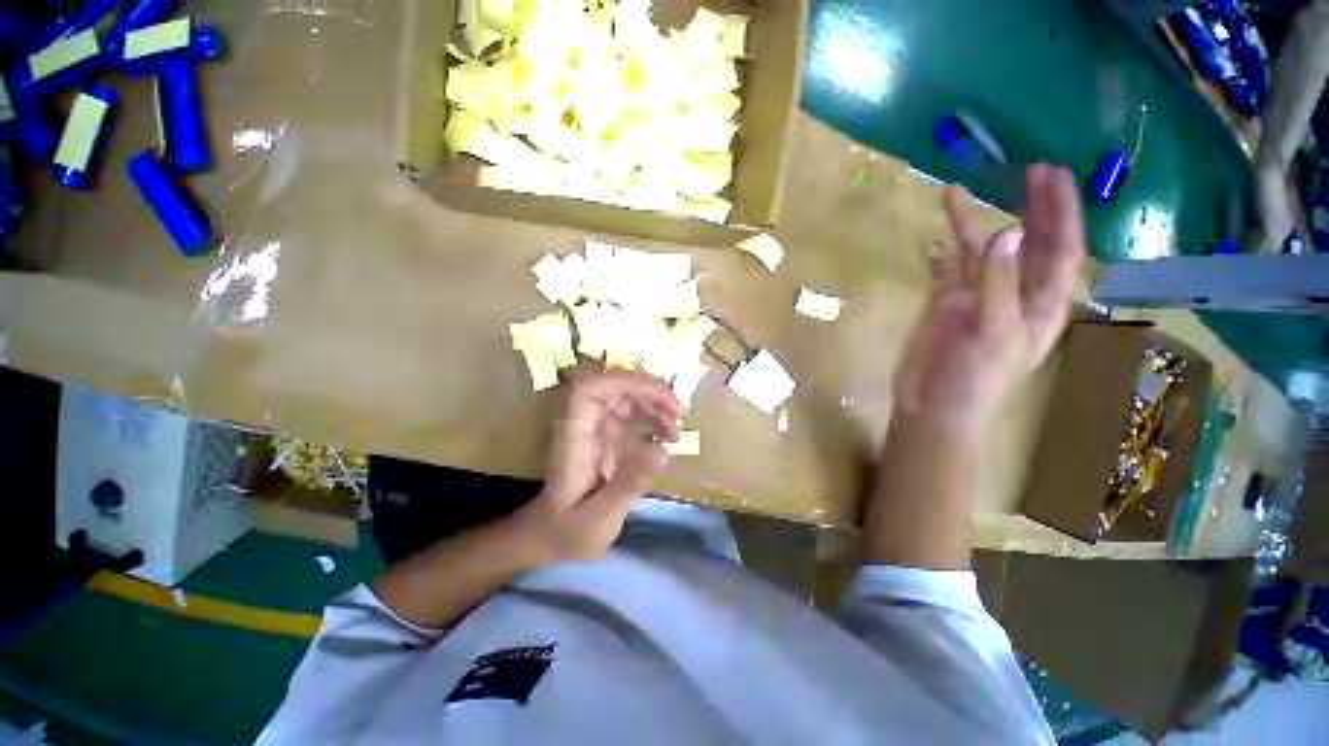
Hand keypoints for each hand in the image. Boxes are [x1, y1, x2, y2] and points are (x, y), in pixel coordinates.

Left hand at [514, 369, 681, 564]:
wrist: (551, 538)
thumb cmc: (568, 531)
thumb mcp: (599, 516)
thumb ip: (628, 484)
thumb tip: (664, 452)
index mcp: (576, 435)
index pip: (591, 389)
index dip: (624, 382)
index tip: (658, 396)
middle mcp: (586, 424)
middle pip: (616, 388)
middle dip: (650, 394)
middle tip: (679, 414)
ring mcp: (597, 428)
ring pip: (628, 399)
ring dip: (656, 406)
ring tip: (677, 430)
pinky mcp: (608, 438)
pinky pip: (632, 417)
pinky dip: (653, 420)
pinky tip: (668, 437)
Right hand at [894, 163, 1085, 438]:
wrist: (932, 406)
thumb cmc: (973, 378)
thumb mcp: (992, 330)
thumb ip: (997, 282)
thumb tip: (1004, 233)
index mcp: (1040, 303)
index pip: (1060, 249)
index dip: (1060, 212)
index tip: (1050, 175)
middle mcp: (1013, 294)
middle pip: (1027, 245)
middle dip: (1030, 208)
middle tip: (1027, 170)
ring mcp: (976, 299)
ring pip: (978, 254)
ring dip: (970, 225)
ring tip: (954, 194)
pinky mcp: (945, 307)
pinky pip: (945, 273)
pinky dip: (939, 257)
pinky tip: (932, 239)